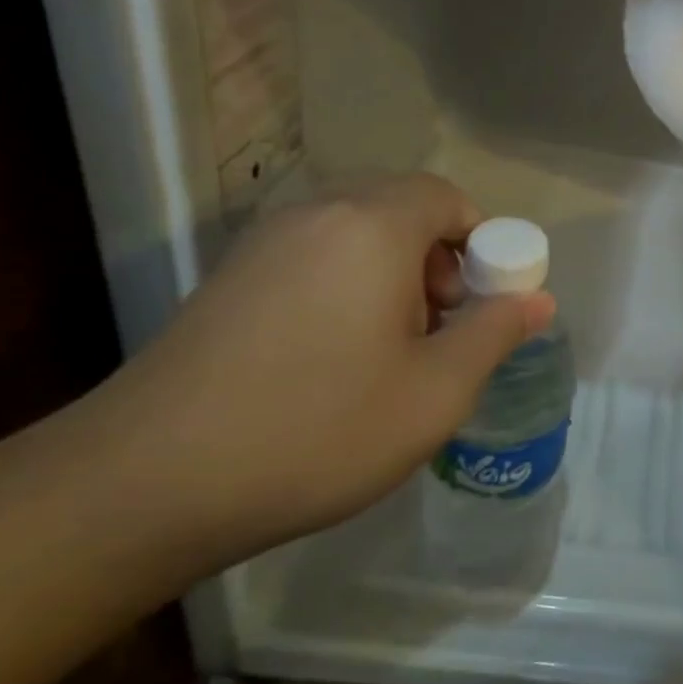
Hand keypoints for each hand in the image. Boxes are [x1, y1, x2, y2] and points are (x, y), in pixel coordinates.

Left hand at [84, 175, 554, 566]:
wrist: (144, 485)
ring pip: (358, 235)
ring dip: (395, 275)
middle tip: (441, 329)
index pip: (446, 197)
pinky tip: (334, 359)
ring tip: (391, 351)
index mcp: (371, 227)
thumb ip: (495, 333)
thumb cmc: (318, 430)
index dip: (483, 242)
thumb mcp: (435, 392)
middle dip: (440, 260)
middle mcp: (316, 216)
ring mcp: (263, 245)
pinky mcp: (229, 279)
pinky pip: (315, 258)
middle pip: (403, 210)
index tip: (485, 303)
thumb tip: (538, 300)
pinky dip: (348, 287)